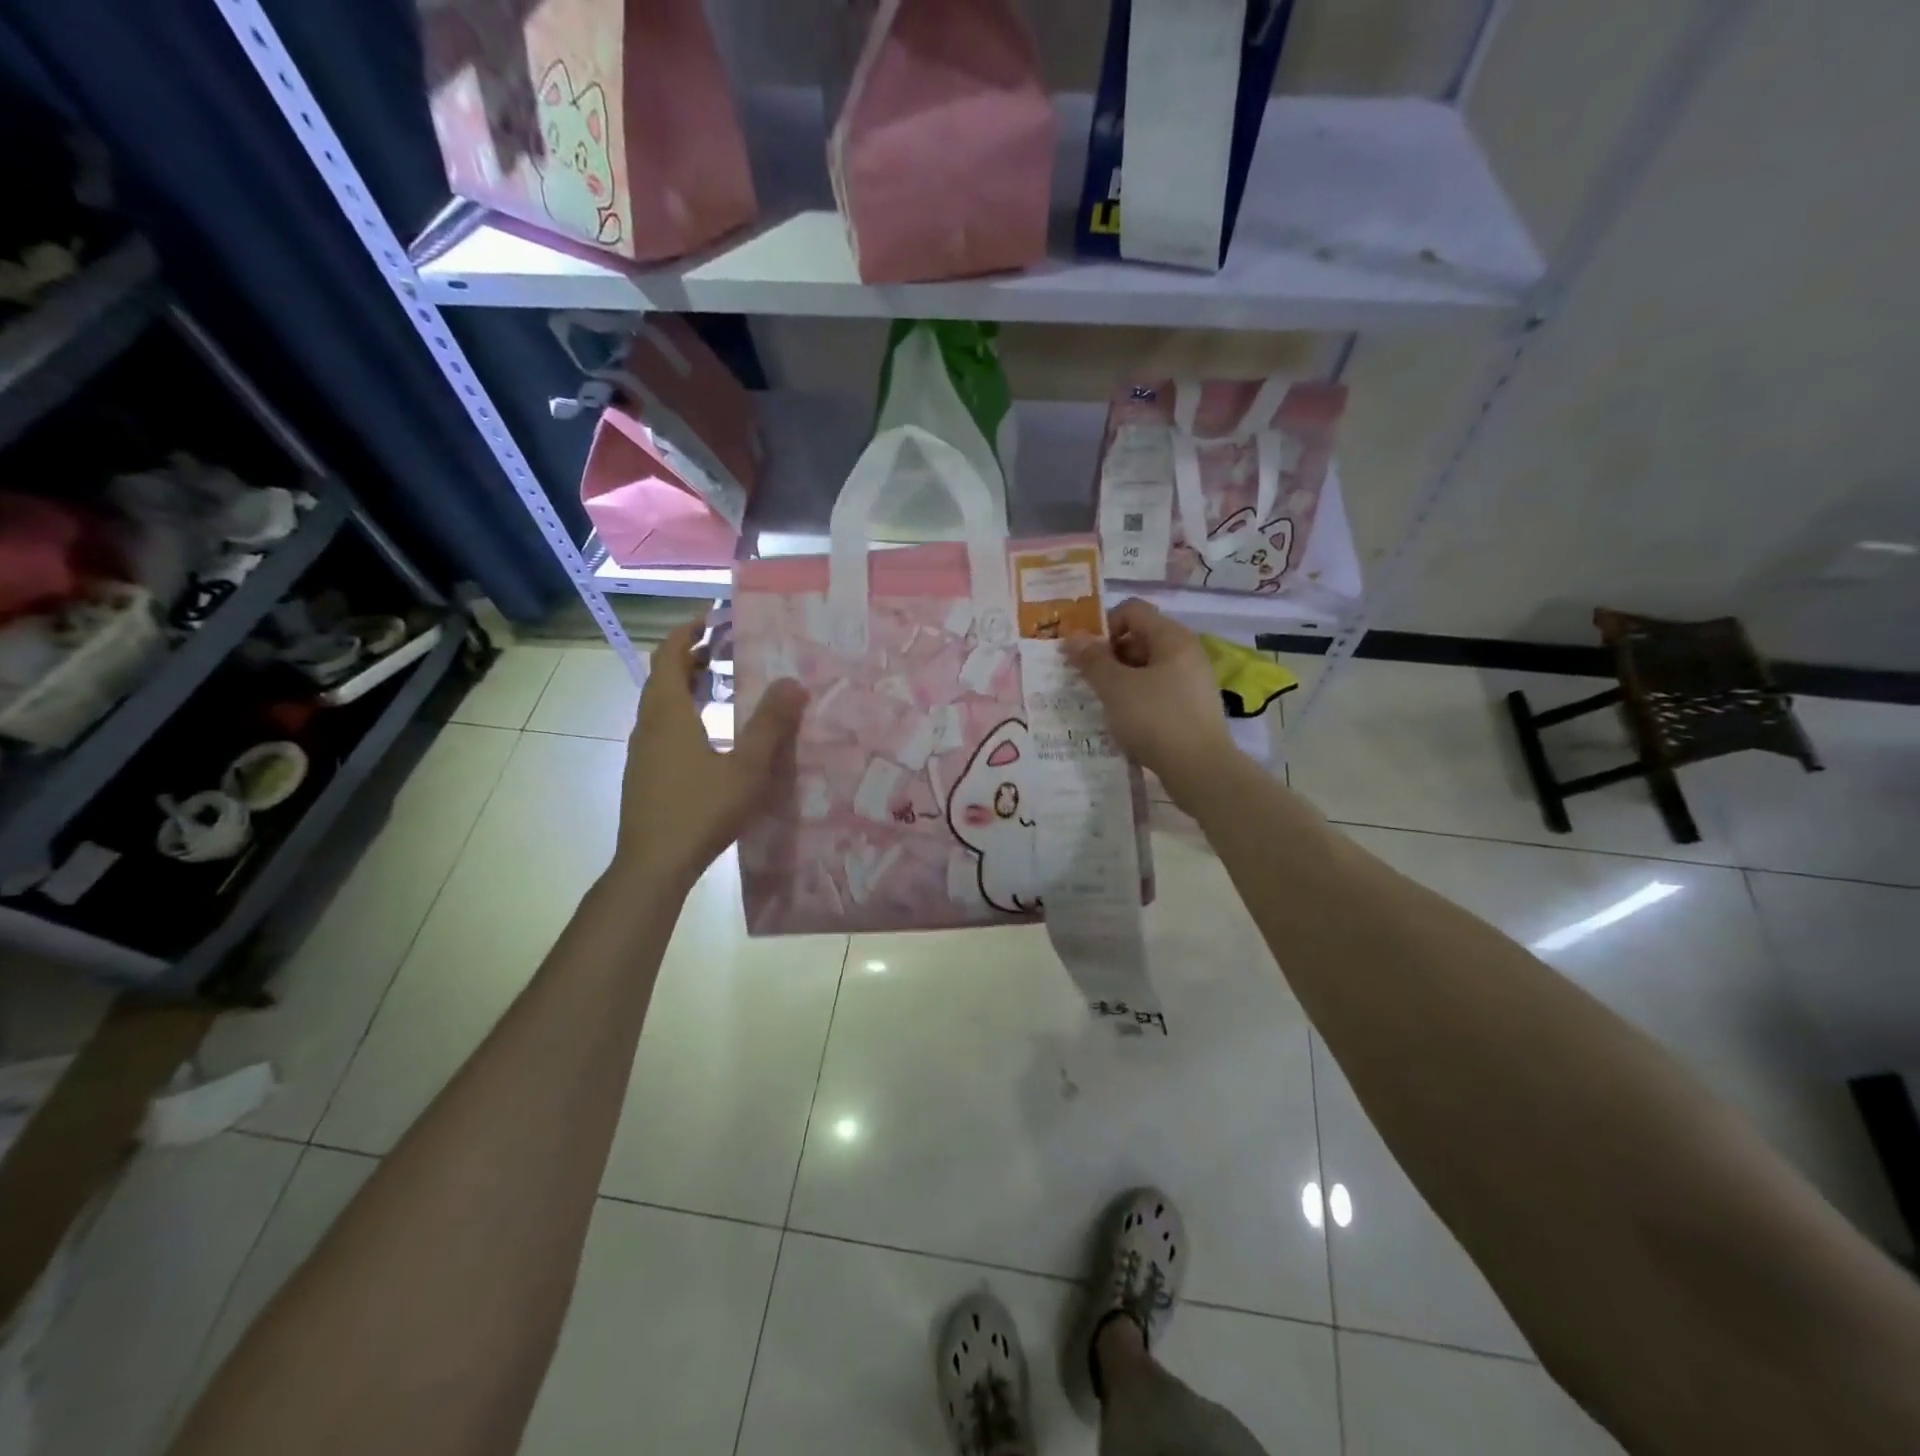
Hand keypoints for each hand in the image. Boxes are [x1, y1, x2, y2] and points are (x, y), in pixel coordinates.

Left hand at [613, 620, 807, 889]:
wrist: (653, 865)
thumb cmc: (700, 810)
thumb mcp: (746, 767)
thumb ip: (770, 725)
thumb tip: (794, 682)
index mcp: (669, 714)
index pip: (669, 655)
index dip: (687, 632)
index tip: (712, 618)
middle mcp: (649, 725)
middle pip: (663, 677)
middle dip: (691, 657)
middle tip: (725, 648)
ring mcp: (643, 752)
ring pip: (661, 705)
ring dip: (687, 686)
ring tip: (722, 684)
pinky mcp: (644, 774)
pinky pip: (663, 728)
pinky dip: (684, 713)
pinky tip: (710, 735)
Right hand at [1064, 599, 1234, 797]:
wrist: (1199, 770)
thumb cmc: (1155, 719)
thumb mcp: (1115, 688)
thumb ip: (1092, 660)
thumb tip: (1073, 637)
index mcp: (1172, 638)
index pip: (1132, 611)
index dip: (1104, 626)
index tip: (1086, 655)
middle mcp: (1186, 653)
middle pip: (1139, 638)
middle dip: (1109, 655)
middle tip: (1087, 681)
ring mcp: (1191, 681)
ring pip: (1146, 668)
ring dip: (1120, 680)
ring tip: (1101, 703)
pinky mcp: (1191, 708)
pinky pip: (1156, 692)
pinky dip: (1136, 699)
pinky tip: (1123, 721)